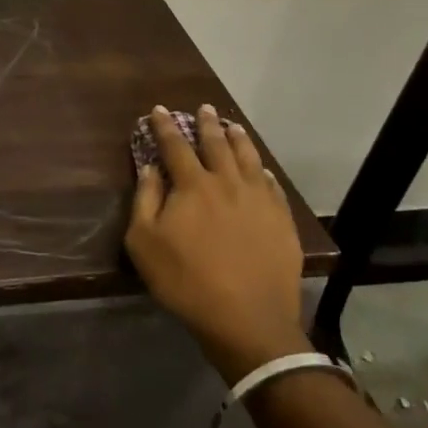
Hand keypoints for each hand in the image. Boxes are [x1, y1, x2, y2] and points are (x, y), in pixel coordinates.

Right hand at [125, 104, 308, 382]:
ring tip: (234, 126)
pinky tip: (263, 170)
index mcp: (193, 185)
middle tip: (204, 108)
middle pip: (216, 144)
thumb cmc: (187, 281)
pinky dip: (264, 171)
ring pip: (248, 158)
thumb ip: (145, 200)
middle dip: (207, 124)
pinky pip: (273, 186)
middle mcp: (228, 181)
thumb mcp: (145, 243)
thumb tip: (150, 168)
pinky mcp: (281, 220)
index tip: (160, 109)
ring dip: (238, 139)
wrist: (247, 319)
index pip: (176, 146)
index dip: (166, 127)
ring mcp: (259, 199)